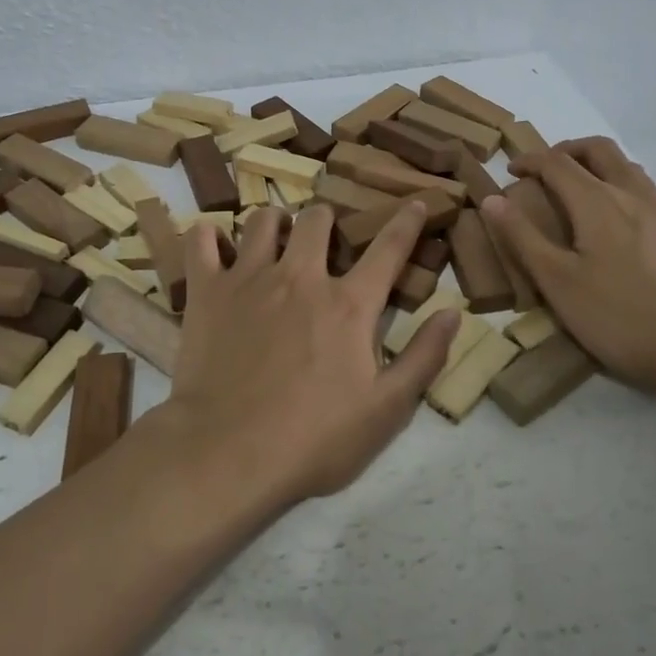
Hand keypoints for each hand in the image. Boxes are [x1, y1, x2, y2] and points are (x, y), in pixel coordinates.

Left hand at [165, 202, 459, 503]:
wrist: (227, 453)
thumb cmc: (314, 439)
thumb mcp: (386, 410)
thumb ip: (424, 358)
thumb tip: (453, 312)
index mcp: (349, 304)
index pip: (388, 249)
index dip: (407, 221)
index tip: (417, 202)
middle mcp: (301, 276)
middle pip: (318, 219)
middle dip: (327, 220)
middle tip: (324, 240)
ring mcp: (250, 278)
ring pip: (264, 219)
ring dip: (275, 223)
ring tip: (275, 241)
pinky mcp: (208, 291)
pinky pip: (202, 241)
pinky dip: (209, 237)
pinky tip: (215, 247)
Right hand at [482, 137, 655, 392]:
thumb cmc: (620, 317)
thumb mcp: (558, 282)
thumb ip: (523, 237)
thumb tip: (492, 198)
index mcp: (597, 202)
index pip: (556, 162)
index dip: (529, 160)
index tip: (510, 171)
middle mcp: (630, 195)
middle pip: (598, 149)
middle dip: (566, 150)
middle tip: (544, 170)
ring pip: (626, 166)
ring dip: (595, 163)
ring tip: (576, 189)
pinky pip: (643, 189)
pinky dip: (618, 184)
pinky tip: (612, 221)